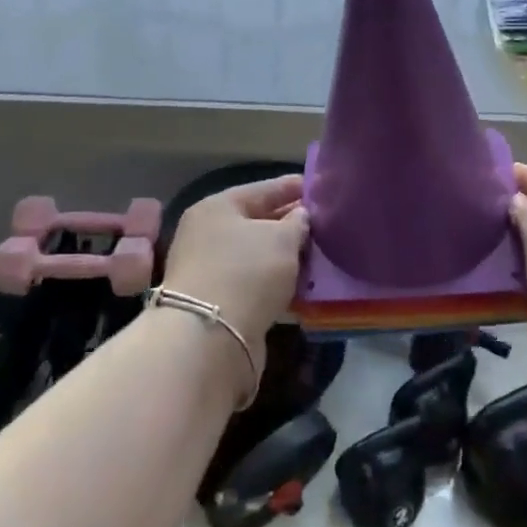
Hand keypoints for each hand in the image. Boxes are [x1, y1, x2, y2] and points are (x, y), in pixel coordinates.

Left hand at [161, 175, 308, 348]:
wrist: (209, 339)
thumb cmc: (247, 272)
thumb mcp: (282, 239)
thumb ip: (297, 223)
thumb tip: (300, 217)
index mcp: (216, 208)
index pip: (261, 190)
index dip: (290, 187)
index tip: (316, 188)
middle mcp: (206, 235)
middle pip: (255, 222)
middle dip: (287, 223)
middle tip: (320, 223)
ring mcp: (208, 270)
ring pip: (254, 255)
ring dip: (282, 256)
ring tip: (315, 254)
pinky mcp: (216, 303)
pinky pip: (252, 282)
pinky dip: (274, 282)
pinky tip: (299, 285)